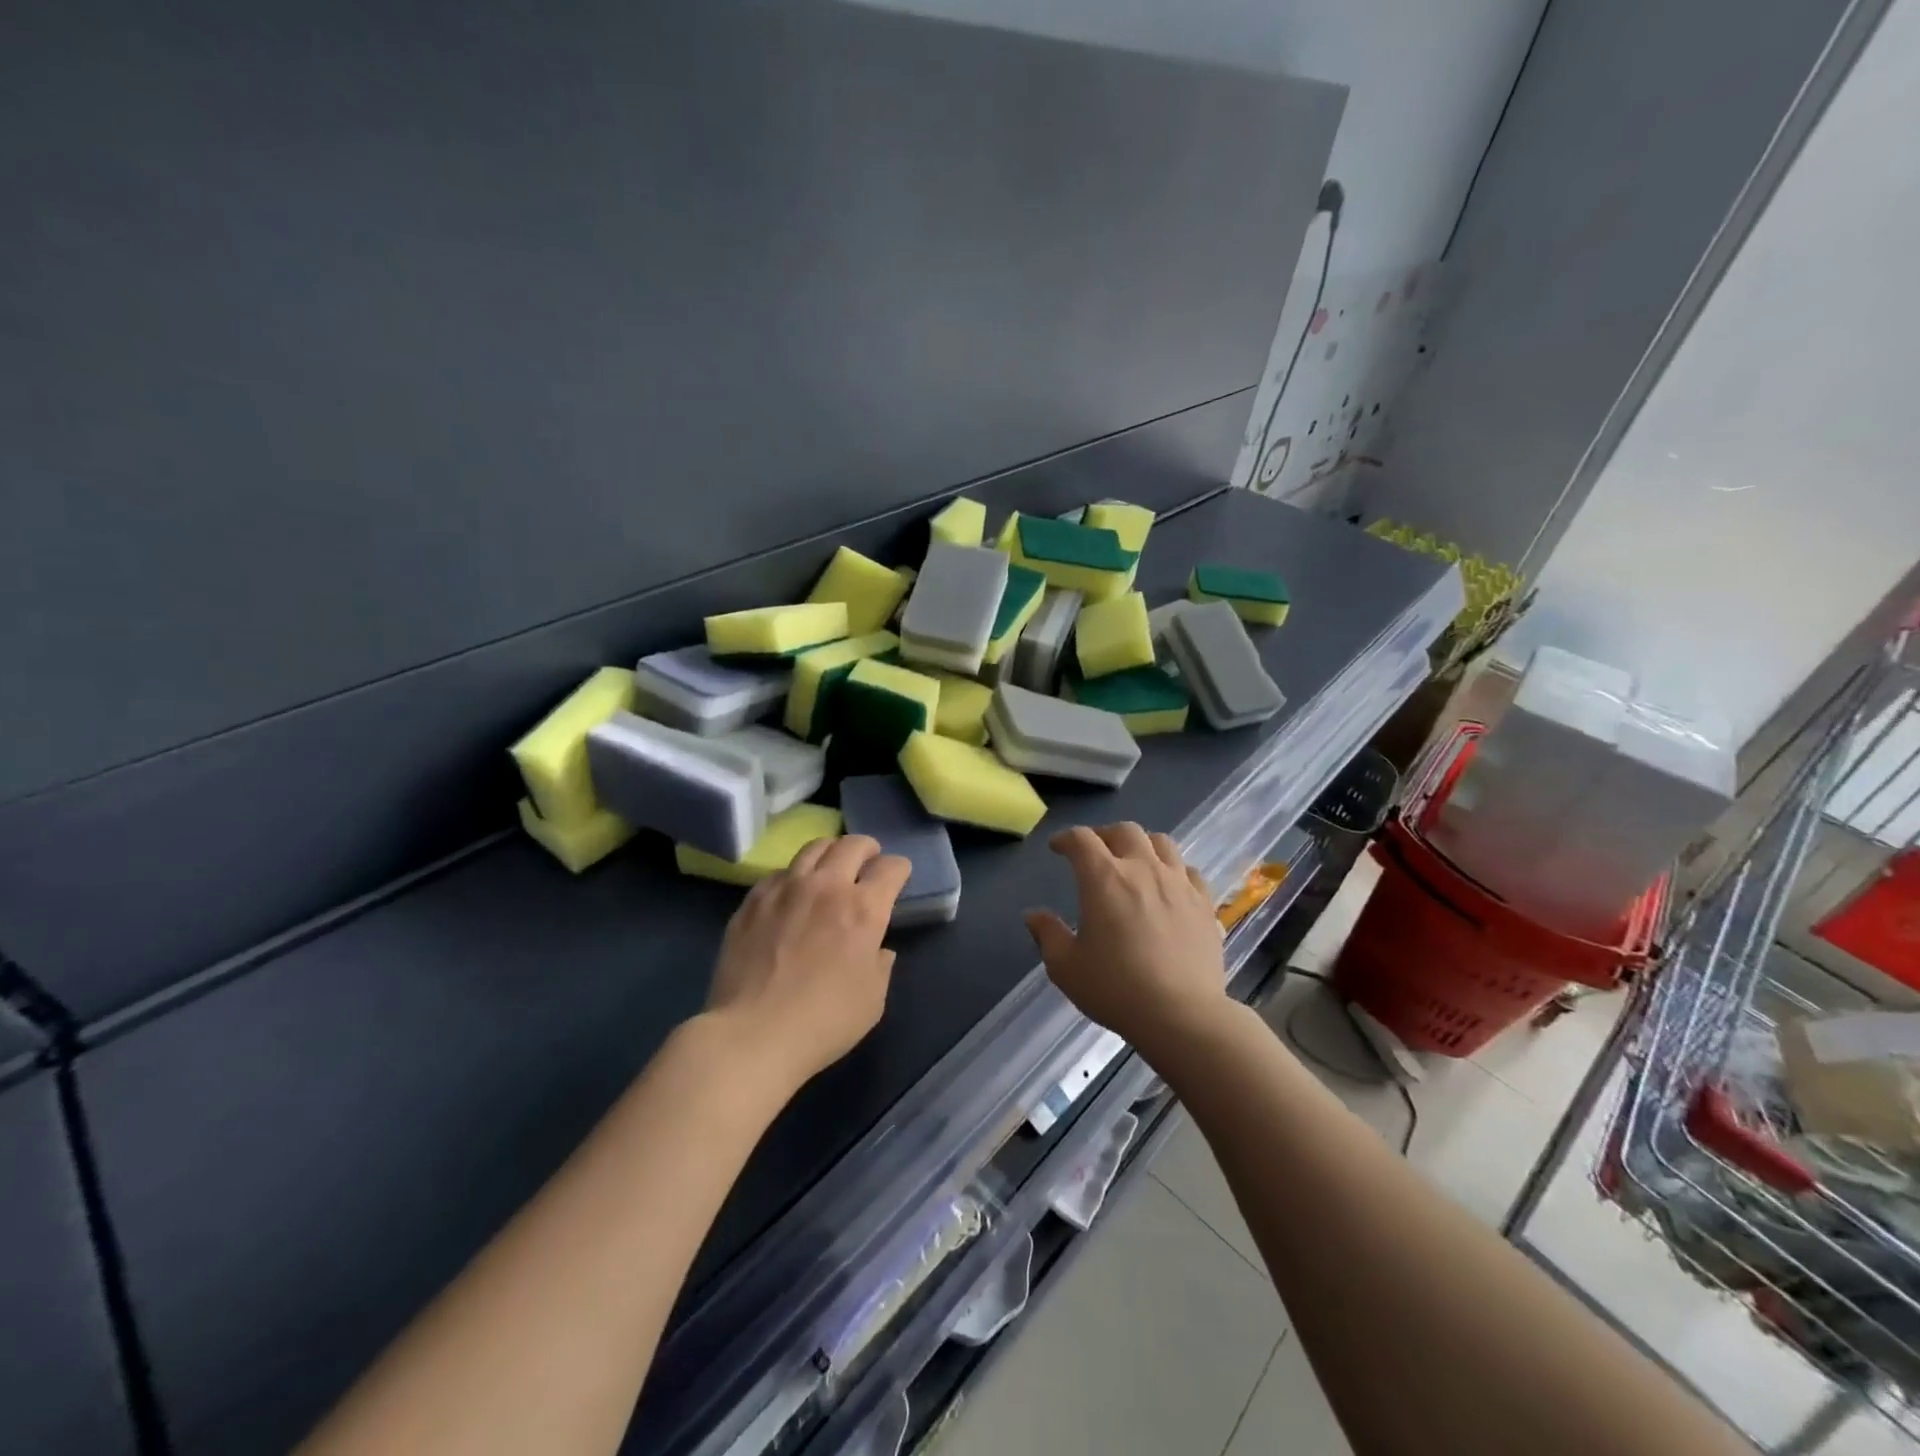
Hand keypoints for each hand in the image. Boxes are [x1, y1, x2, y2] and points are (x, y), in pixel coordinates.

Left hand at [705, 835, 912, 1094]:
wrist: (753, 1034)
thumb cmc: (824, 1021)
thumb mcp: (873, 1000)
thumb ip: (880, 965)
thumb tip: (878, 949)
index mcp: (864, 908)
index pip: (891, 868)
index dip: (900, 869)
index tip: (898, 878)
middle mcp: (827, 886)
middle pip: (853, 845)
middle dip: (868, 849)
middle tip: (868, 862)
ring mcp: (786, 888)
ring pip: (814, 848)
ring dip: (831, 852)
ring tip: (831, 866)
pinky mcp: (753, 900)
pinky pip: (780, 872)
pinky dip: (795, 875)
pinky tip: (792, 893)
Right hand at [1025, 824, 1227, 1061]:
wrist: (1182, 1015)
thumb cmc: (1115, 988)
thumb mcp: (1066, 966)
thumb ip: (1047, 934)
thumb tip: (1033, 915)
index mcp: (1104, 878)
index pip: (1081, 839)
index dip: (1066, 838)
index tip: (1058, 848)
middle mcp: (1143, 868)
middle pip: (1124, 831)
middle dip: (1104, 835)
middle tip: (1095, 853)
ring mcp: (1178, 883)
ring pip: (1161, 843)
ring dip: (1142, 845)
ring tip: (1134, 862)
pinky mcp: (1204, 903)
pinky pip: (1189, 871)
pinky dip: (1174, 870)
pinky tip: (1169, 887)